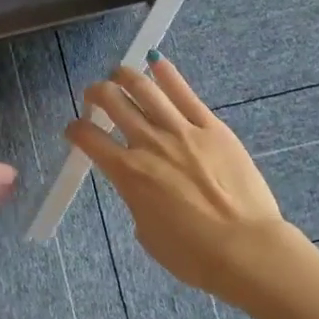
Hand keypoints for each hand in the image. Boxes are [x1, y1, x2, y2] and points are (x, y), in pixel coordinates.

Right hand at [67, 55, 290, 295]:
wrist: (245, 249)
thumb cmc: (192, 254)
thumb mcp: (147, 232)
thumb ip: (137, 199)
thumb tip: (142, 185)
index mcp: (128, 173)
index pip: (89, 139)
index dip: (75, 130)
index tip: (74, 129)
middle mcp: (149, 144)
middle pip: (113, 102)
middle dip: (96, 93)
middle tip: (95, 95)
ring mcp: (182, 131)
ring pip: (145, 88)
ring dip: (125, 75)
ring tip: (119, 73)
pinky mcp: (212, 127)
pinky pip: (185, 93)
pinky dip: (166, 73)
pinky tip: (156, 63)